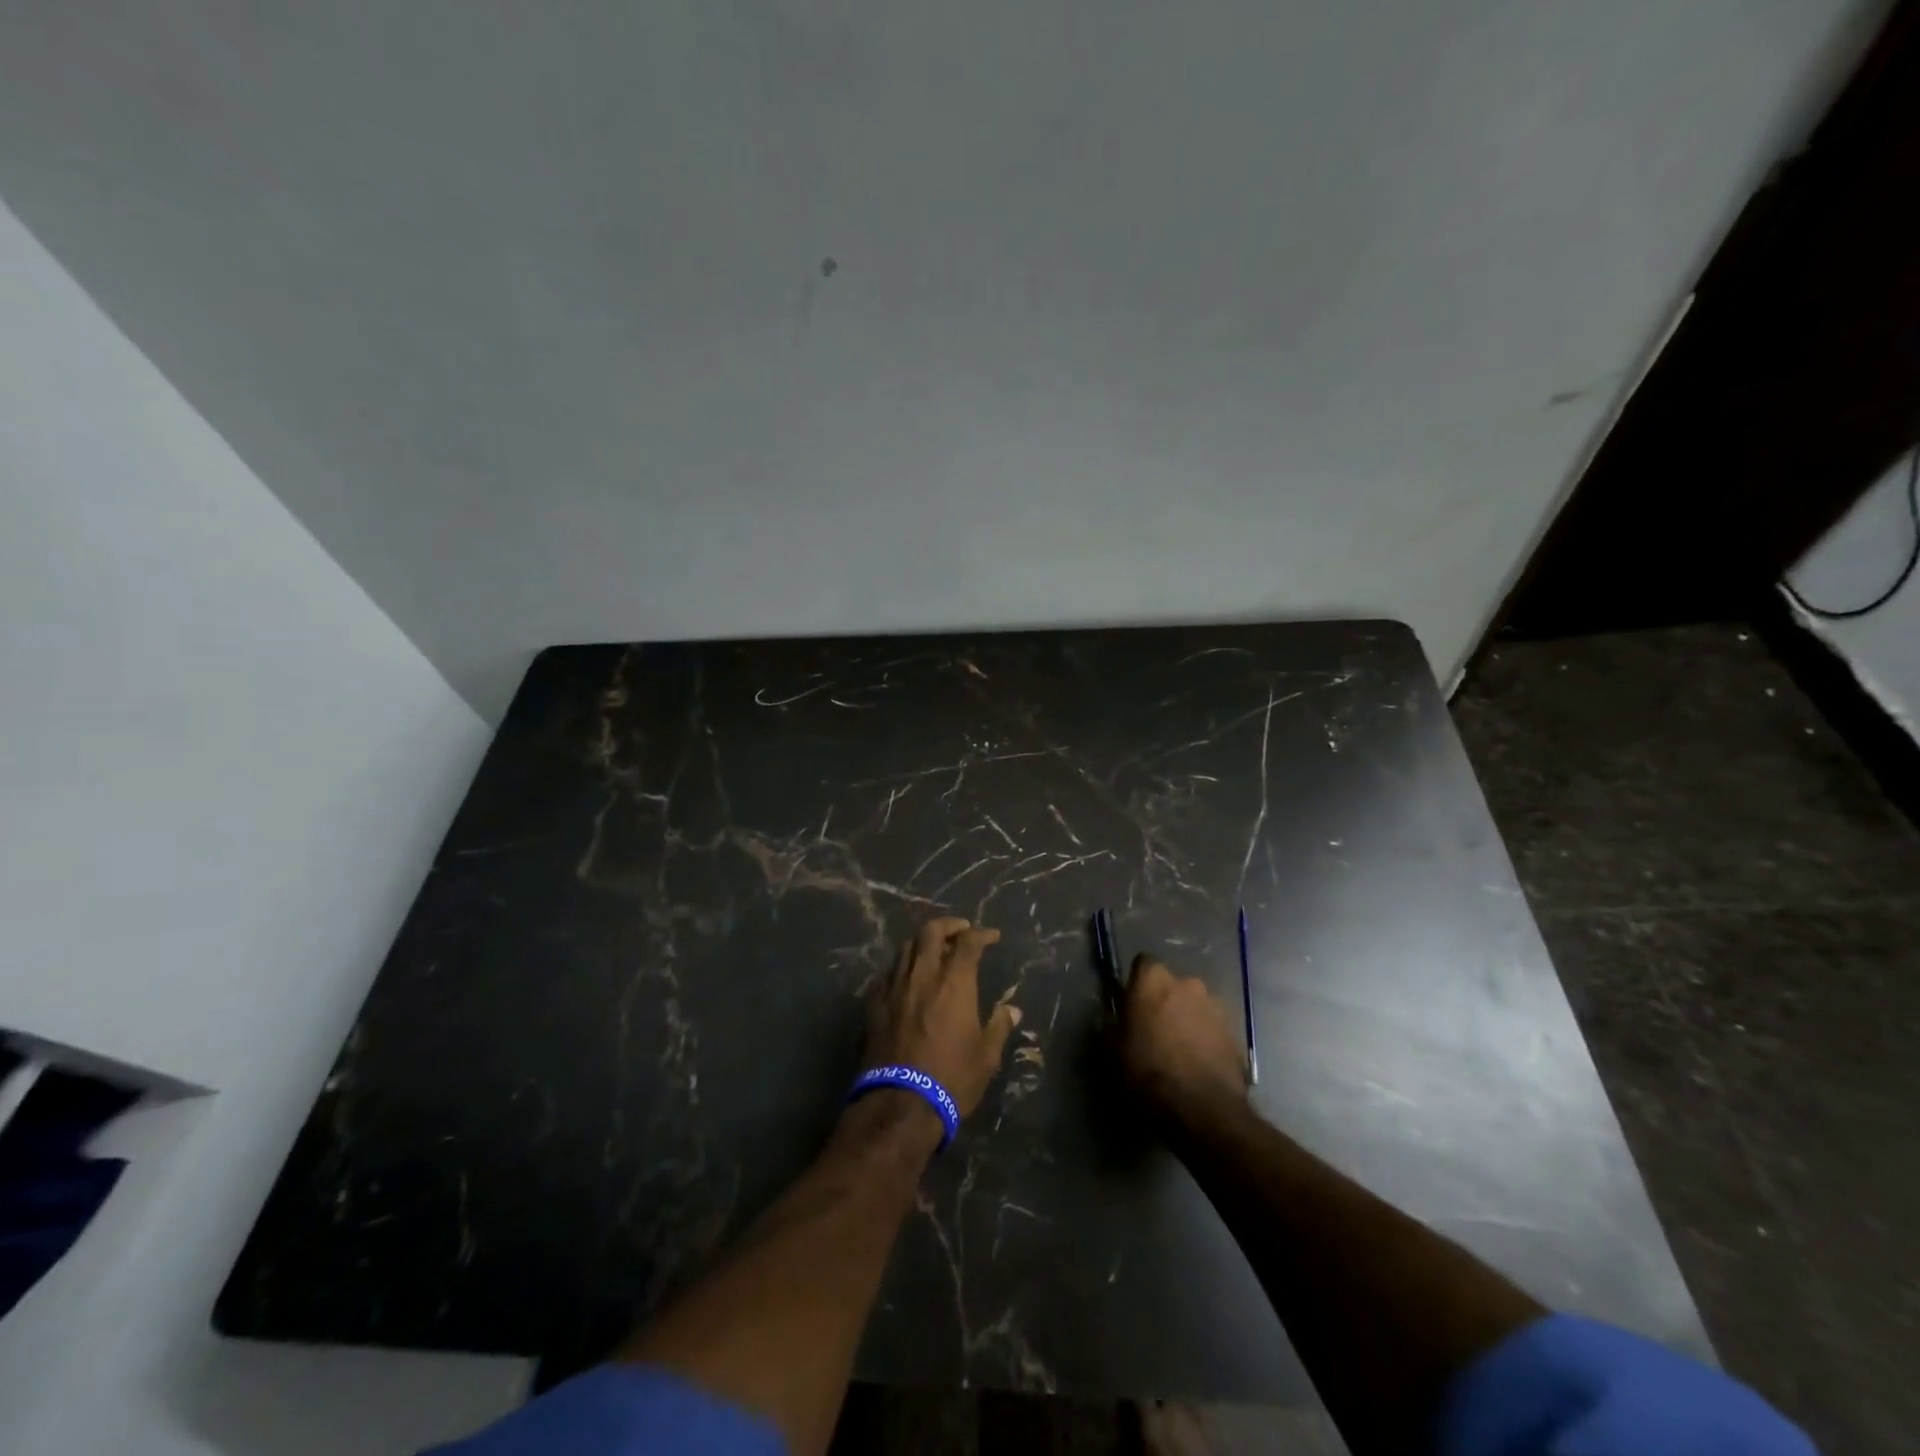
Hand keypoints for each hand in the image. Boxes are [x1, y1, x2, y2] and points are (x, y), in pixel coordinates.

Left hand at [865, 918, 1020, 1117]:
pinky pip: (888, 973)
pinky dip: (902, 968)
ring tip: (933, 951)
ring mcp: (894, 986)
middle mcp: (923, 974)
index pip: (969, 942)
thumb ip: (999, 1027)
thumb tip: (1012, 1009)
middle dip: (948, 925)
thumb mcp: (986, 1057)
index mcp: (954, 982)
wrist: (899, 1103)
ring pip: (906, 948)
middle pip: (930, 932)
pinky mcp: (874, 1003)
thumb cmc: (951, 1078)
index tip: (992, 936)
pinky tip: (907, 979)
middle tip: (960, 931)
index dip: (982, 934)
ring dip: (922, 943)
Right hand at [1117, 953, 1249, 1121]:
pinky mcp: (1235, 1032)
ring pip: (1195, 1006)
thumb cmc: (1148, 1071)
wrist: (1201, 1108)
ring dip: (1187, 1019)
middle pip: (1172, 985)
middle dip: (1164, 1001)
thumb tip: (1114, 1017)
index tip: (1132, 1006)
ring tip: (1179, 1051)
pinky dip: (1206, 1039)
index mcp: (1154, 979)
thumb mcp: (1113, 1049)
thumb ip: (1112, 1023)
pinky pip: (1213, 1028)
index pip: (1142, 964)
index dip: (1137, 984)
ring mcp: (1216, 1006)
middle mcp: (1188, 982)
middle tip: (1155, 1030)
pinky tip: (1198, 1064)